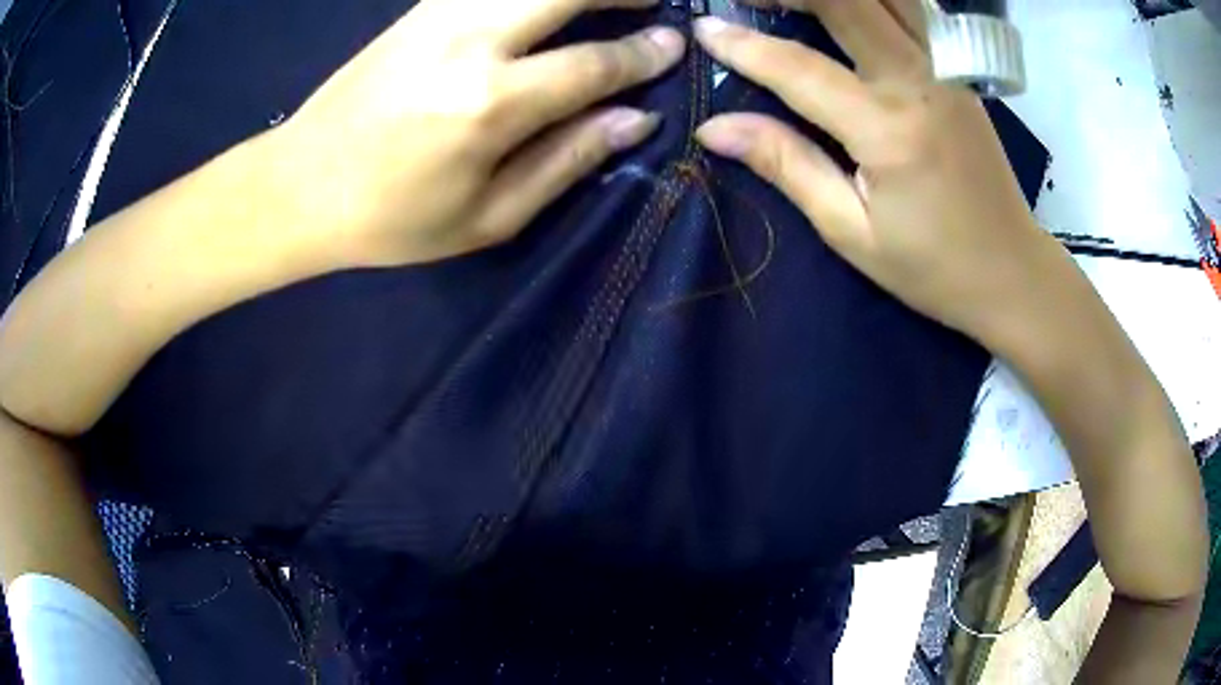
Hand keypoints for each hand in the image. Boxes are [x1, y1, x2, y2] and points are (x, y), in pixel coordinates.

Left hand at [277, 0, 684, 265]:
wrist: (298, 187)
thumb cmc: (392, 220)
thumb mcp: (487, 218)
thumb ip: (567, 161)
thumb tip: (635, 120)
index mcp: (490, 105)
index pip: (593, 64)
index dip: (643, 54)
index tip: (675, 46)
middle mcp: (470, 43)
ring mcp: (439, 16)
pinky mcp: (418, 10)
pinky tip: (546, 0)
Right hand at [691, 0, 1065, 346]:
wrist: (1013, 272)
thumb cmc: (934, 267)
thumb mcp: (852, 232)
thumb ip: (787, 166)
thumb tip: (716, 129)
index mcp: (889, 130)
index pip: (799, 67)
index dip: (743, 46)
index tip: (702, 29)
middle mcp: (920, 81)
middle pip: (846, 0)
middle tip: (745, 1)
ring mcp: (946, 68)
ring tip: (791, 3)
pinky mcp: (959, 69)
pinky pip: (910, 8)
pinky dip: (872, 0)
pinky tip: (844, 11)